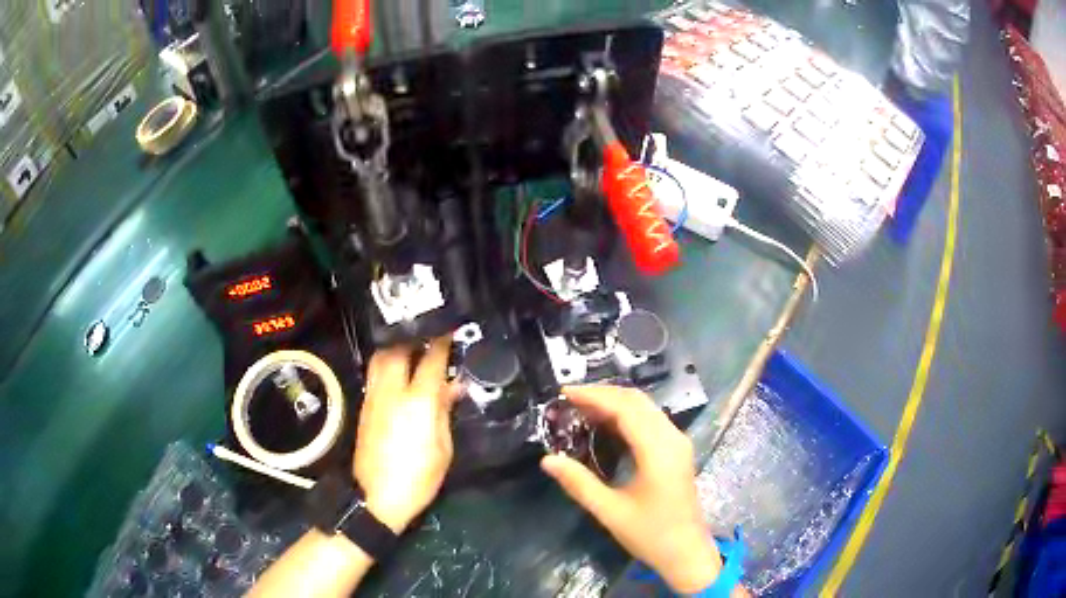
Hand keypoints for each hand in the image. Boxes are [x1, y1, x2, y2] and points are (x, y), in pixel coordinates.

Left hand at [353, 336, 459, 533]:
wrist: (377, 497)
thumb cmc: (418, 478)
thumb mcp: (443, 449)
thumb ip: (445, 412)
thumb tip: (453, 387)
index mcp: (417, 402)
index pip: (431, 360)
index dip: (442, 343)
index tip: (451, 331)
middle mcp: (391, 392)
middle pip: (397, 350)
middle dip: (414, 339)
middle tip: (430, 337)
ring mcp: (373, 398)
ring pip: (380, 359)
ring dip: (396, 348)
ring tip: (412, 350)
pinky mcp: (364, 407)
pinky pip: (374, 374)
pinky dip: (386, 365)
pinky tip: (398, 373)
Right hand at [541, 385, 721, 593]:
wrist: (687, 552)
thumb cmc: (650, 534)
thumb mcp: (610, 512)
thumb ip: (579, 483)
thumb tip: (547, 460)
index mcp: (658, 450)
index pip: (625, 408)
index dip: (594, 396)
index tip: (564, 394)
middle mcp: (672, 438)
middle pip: (637, 401)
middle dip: (602, 394)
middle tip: (568, 400)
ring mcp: (678, 443)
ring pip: (646, 408)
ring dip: (614, 403)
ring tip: (581, 408)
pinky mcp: (677, 451)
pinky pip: (651, 420)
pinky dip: (627, 415)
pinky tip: (605, 424)